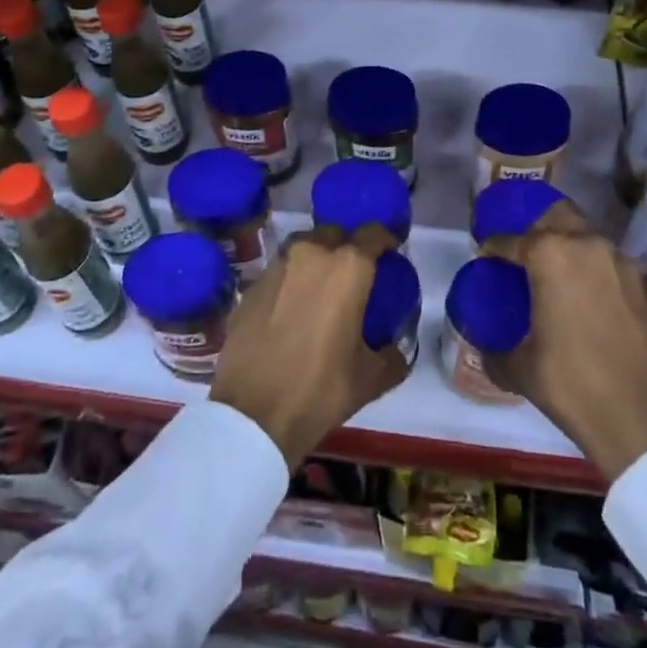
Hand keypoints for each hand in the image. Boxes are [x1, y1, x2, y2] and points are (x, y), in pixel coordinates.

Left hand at [210, 225, 409, 468]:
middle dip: (348, 246)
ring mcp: (277, 266)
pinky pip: (280, 271)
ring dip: (317, 261)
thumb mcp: (370, 378)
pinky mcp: (251, 285)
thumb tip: (395, 348)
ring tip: (322, 290)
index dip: (386, 240)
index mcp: (348, 267)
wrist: (252, 414)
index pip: (373, 233)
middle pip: (335, 234)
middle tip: (355, 275)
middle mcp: (311, 253)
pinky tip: (292, 309)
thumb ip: (391, 355)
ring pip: (304, 248)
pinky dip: (291, 281)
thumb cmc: (320, 389)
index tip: (391, 254)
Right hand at [482, 200, 646, 480]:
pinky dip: (590, 268)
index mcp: (549, 255)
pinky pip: (606, 261)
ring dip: (565, 244)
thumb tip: (481, 344)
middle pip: (554, 216)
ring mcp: (619, 261)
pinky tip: (581, 295)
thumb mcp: (520, 369)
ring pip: (584, 234)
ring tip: (551, 274)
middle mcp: (585, 245)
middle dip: (534, 229)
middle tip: (521, 255)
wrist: (645, 423)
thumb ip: (493, 348)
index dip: (492, 248)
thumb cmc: (573, 386)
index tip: (484, 258)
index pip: (510, 239)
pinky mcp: (642, 283)